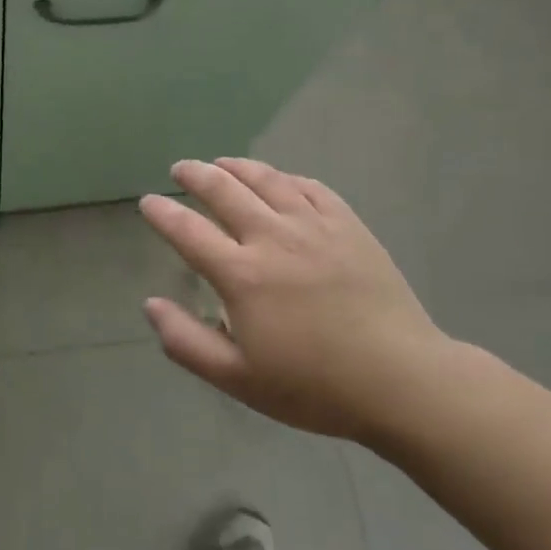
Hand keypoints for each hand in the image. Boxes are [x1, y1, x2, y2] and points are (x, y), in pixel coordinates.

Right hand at [139, 158, 454, 450]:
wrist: (401, 380)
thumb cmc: (314, 386)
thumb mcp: (238, 378)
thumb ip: (186, 341)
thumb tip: (151, 304)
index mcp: (241, 275)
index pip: (188, 230)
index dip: (162, 212)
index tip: (148, 201)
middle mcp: (273, 238)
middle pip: (224, 190)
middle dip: (195, 174)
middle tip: (180, 169)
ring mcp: (314, 226)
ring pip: (267, 180)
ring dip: (237, 166)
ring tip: (221, 163)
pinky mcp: (348, 226)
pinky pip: (310, 187)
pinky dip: (285, 178)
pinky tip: (279, 180)